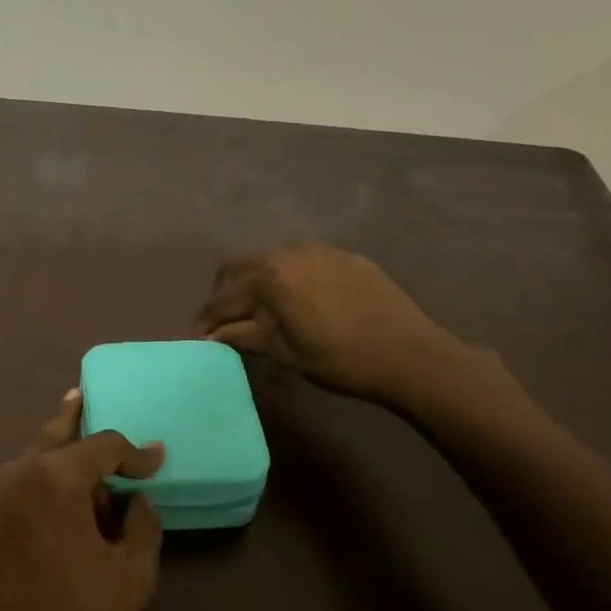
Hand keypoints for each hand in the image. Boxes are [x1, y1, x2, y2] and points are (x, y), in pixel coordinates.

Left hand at [0, 392, 164, 610]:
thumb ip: (143, 525)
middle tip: (87, 397)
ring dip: (62, 451)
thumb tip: (136, 500)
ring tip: (85, 450)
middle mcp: (20, 473)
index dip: (136, 452)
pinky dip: (44, 475)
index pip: (104, 445)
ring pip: (35, 455)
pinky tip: (61, 493)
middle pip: (56, 433)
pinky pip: (22, 480)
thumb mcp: (131, 576)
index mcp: (56, 479)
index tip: (157, 461)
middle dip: (77, 418)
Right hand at [196, 243, 461, 406]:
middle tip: (225, 321)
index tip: (199, 336)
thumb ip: (244, 336)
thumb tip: (212, 334)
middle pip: (241, 266)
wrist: (411, 355)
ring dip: (258, 283)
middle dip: (226, 293)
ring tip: (263, 311)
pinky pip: (305, 263)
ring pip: (273, 261)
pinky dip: (291, 279)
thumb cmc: (341, 360)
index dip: (208, 318)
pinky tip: (303, 304)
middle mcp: (290, 252)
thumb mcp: (285, 353)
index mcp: (270, 277)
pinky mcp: (346, 257)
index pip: (224, 296)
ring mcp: (321, 250)